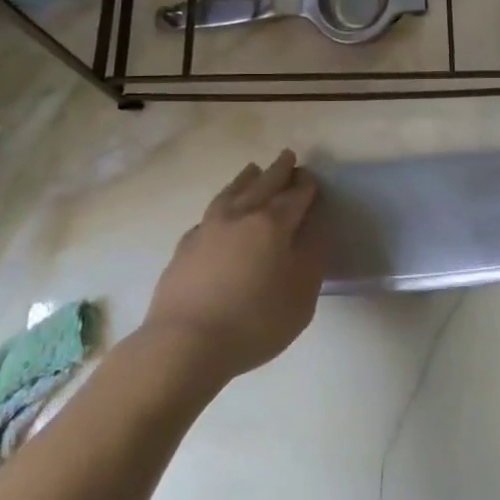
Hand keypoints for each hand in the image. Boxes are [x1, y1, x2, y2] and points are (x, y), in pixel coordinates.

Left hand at [140, 150, 322, 384]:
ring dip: (247, 178)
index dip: (306, 186)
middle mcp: (240, 216)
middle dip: (279, 170)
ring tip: (253, 169)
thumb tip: (314, 226)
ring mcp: (208, 228)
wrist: (184, 343)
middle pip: (263, 184)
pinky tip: (221, 213)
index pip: (295, 196)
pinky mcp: (185, 245)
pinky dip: (222, 205)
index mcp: (272, 224)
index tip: (310, 178)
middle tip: (288, 156)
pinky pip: (209, 214)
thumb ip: (312, 255)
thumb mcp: (301, 296)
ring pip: (232, 191)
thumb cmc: (254, 322)